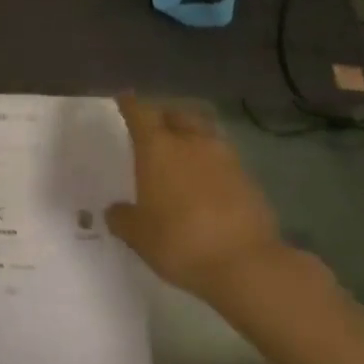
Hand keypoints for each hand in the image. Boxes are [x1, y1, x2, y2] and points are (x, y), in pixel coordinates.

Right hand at [106, 94, 292, 305]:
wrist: (246, 264)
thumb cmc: (180, 241)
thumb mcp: (139, 236)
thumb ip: (123, 218)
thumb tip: (115, 211)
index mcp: (158, 147)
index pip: (140, 113)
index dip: (130, 105)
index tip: (124, 99)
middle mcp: (191, 141)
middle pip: (176, 114)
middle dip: (164, 117)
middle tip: (155, 128)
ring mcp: (224, 157)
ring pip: (204, 133)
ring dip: (192, 136)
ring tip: (183, 152)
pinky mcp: (249, 178)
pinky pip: (224, 159)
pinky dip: (212, 163)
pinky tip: (208, 182)